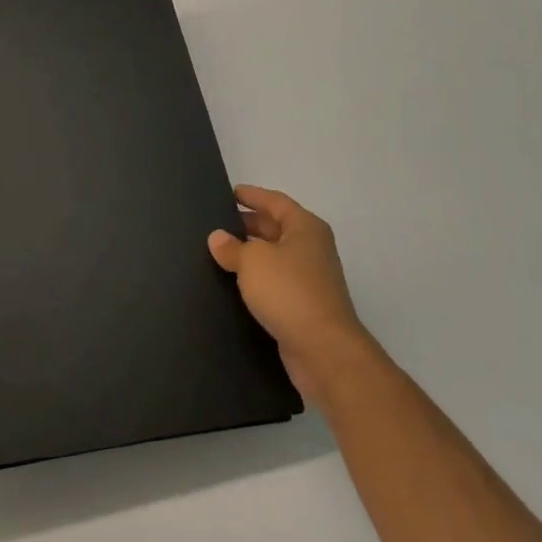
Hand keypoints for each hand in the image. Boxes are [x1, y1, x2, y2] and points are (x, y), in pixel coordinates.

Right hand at [208, 184, 382, 411]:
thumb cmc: (289, 291)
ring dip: (251, 254)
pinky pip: (275, 282)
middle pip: (277, 228)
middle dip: (249, 224)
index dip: (252, 196)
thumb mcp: (253, 261)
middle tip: (218, 223)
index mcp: (306, 228)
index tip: (230, 192)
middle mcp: (312, 249)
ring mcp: (310, 279)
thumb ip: (232, 247)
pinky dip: (256, 279)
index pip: (276, 202)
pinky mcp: (304, 306)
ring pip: (275, 257)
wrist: (323, 349)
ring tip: (219, 252)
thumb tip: (218, 237)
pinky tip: (234, 284)